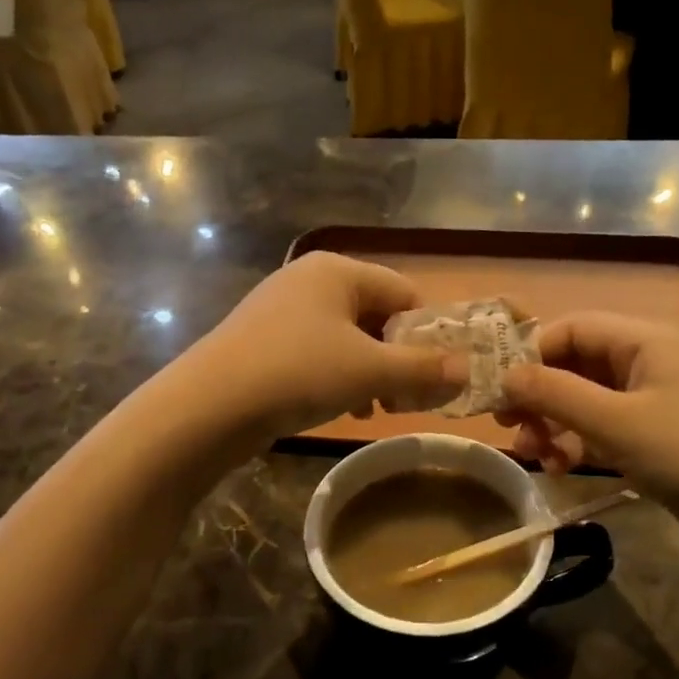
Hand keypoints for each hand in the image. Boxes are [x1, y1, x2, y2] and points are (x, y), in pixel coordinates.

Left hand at [185, 253, 465, 440]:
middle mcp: (308, 280)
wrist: (209, 406)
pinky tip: (344, 408)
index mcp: (338, 270)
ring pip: (346, 337)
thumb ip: (423, 369)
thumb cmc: (298, 373)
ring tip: (378, 408)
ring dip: (370, 372)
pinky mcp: (262, 340)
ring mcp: (280, 309)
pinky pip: (316, 351)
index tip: (438, 375)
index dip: (428, 334)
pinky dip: (338, 376)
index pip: (404, 293)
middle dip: (398, 357)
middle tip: (409, 398)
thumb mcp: (370, 372)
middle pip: (375, 315)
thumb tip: (469, 370)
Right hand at [497, 313, 678, 557]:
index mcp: (646, 340)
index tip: (496, 391)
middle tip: (508, 428)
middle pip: (579, 363)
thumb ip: (555, 394)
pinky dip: (584, 442)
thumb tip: (504, 375)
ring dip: (558, 423)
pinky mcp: (666, 436)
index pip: (572, 328)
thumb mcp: (617, 423)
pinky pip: (611, 427)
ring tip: (537, 457)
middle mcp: (652, 361)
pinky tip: (565, 467)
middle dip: (540, 394)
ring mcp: (661, 400)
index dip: (529, 353)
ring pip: (591, 399)